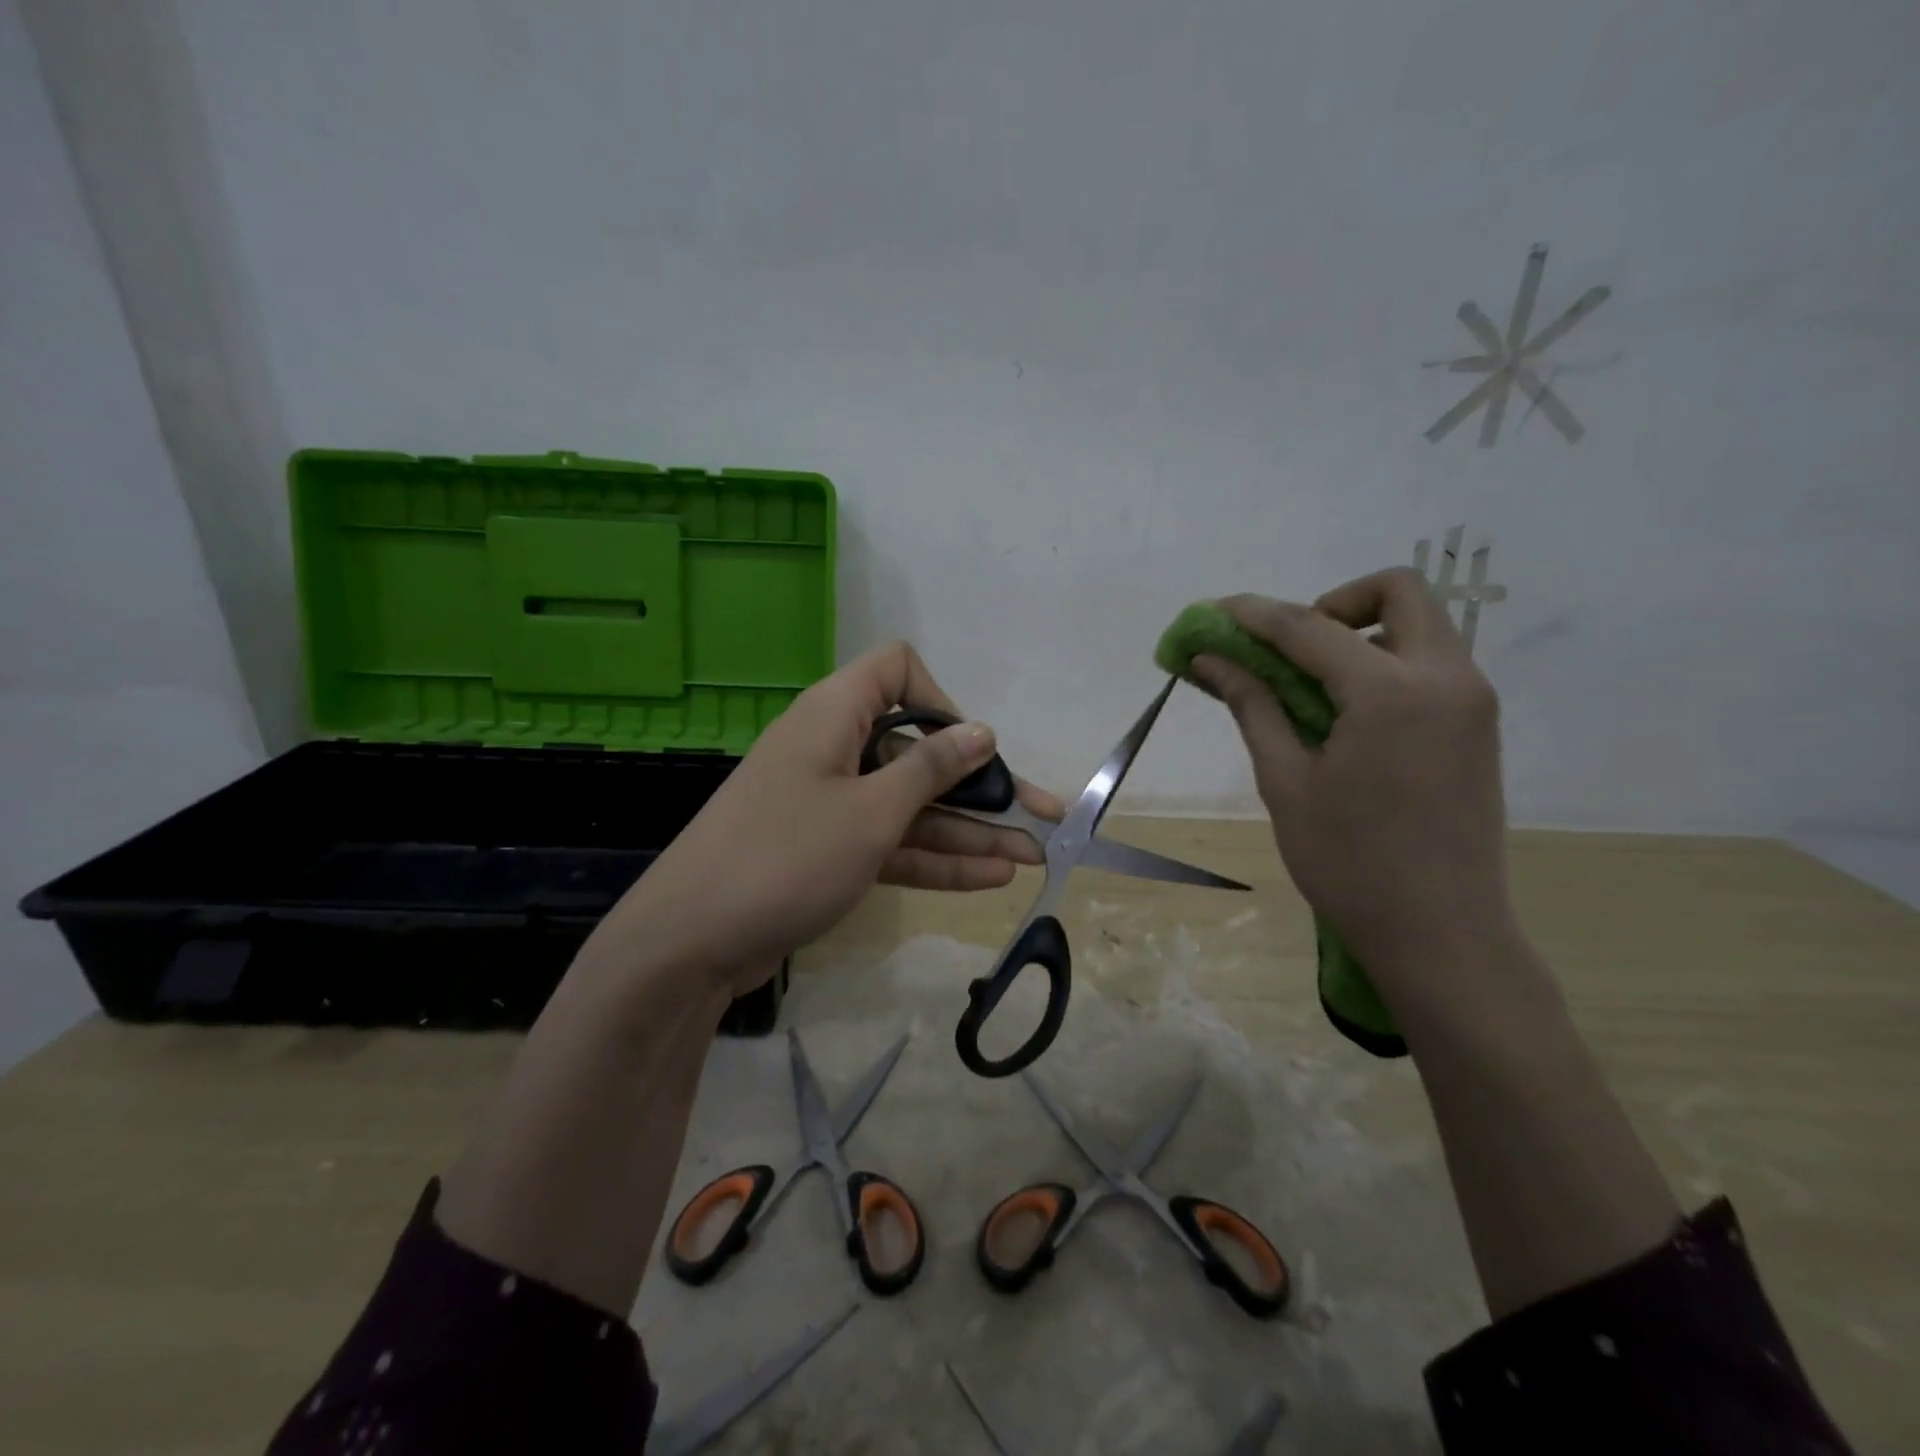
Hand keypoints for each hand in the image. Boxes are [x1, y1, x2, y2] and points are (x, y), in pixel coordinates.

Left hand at [595, 641, 1063, 996]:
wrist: (688, 944)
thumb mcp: (870, 811)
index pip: (896, 671)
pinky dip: (934, 858)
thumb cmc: (786, 857)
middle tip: (1042, 814)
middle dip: (979, 783)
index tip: (970, 746)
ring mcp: (830, 804)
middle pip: (918, 752)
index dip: (939, 698)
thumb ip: (931, 769)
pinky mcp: (827, 851)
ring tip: (1033, 855)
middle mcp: (834, 750)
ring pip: (910, 806)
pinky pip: (890, 842)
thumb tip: (981, 731)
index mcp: (835, 716)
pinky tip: (990, 877)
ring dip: (968, 830)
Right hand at [1189, 569, 1514, 980]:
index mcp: (1392, 693)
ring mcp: (1471, 700)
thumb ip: (1253, 706)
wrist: (1442, 935)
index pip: (1309, 627)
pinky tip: (1345, 715)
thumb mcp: (1286, 782)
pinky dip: (1382, 664)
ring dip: (1359, 633)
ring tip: (1310, 687)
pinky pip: (1429, 663)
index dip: (1253, 615)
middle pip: (1397, 592)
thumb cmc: (1350, 864)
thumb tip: (1209, 659)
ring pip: (1418, 624)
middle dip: (1333, 603)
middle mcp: (1447, 678)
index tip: (1211, 614)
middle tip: (1289, 650)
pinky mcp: (1476, 725)